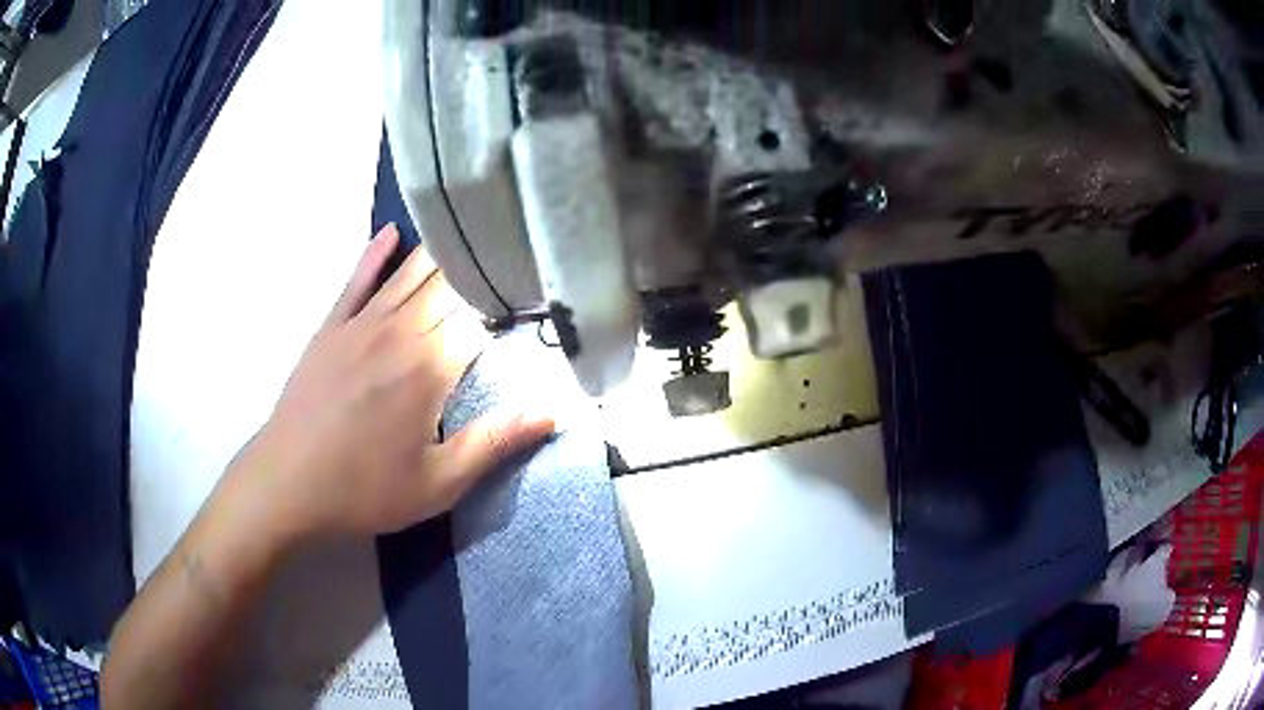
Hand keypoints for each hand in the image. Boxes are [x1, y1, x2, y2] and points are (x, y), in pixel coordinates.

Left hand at [224, 224, 553, 544]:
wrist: (287, 485)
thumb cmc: (365, 490)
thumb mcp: (439, 483)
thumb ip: (495, 442)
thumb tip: (553, 412)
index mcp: (430, 368)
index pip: (481, 320)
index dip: (507, 308)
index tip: (529, 302)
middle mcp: (399, 332)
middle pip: (448, 286)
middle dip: (478, 271)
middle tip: (506, 255)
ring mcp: (360, 324)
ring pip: (408, 275)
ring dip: (439, 254)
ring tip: (467, 230)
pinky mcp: (330, 327)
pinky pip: (357, 280)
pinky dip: (376, 254)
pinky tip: (392, 232)